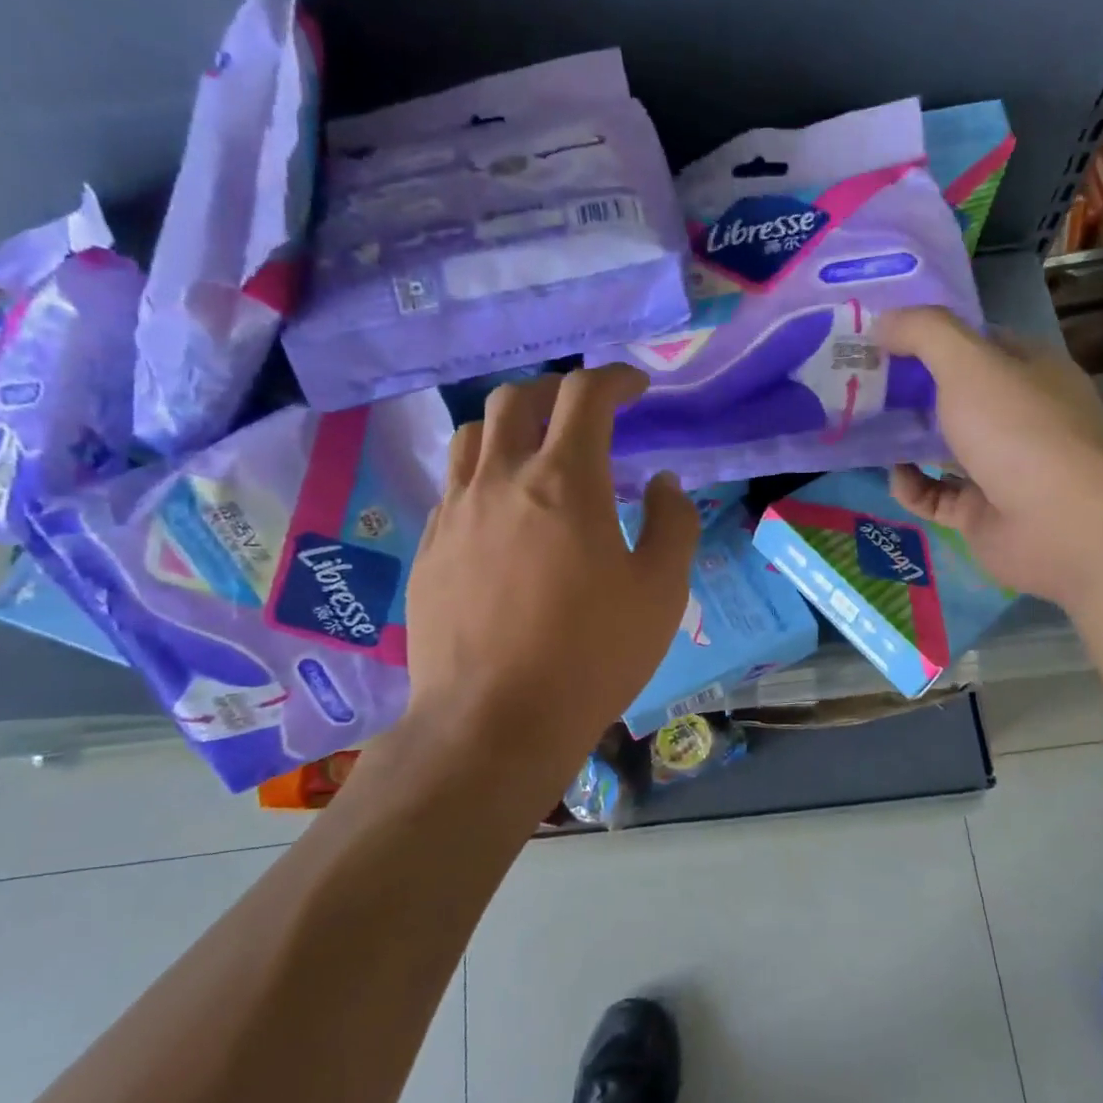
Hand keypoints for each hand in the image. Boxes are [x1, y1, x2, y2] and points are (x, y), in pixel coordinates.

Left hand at [403, 366, 698, 765]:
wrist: (493, 723)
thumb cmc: (591, 655)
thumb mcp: (661, 592)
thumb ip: (672, 524)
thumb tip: (662, 483)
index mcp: (564, 481)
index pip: (584, 395)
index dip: (614, 379)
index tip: (636, 388)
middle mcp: (501, 480)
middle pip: (517, 398)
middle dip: (556, 391)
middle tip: (585, 415)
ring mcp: (456, 513)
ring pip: (474, 435)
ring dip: (511, 426)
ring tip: (536, 453)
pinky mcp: (430, 548)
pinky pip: (454, 486)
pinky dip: (484, 475)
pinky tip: (503, 514)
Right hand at [877, 306, 1102, 603]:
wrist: (1061, 526)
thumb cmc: (1018, 431)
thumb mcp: (969, 364)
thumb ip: (924, 334)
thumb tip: (881, 321)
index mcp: (1029, 371)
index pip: (976, 343)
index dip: (930, 337)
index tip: (882, 339)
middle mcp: (1019, 416)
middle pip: (955, 395)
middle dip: (909, 390)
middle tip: (860, 384)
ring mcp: (1002, 468)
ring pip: (943, 447)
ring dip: (905, 440)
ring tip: (862, 429)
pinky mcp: (982, 513)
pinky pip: (936, 495)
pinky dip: (912, 486)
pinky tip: (894, 476)